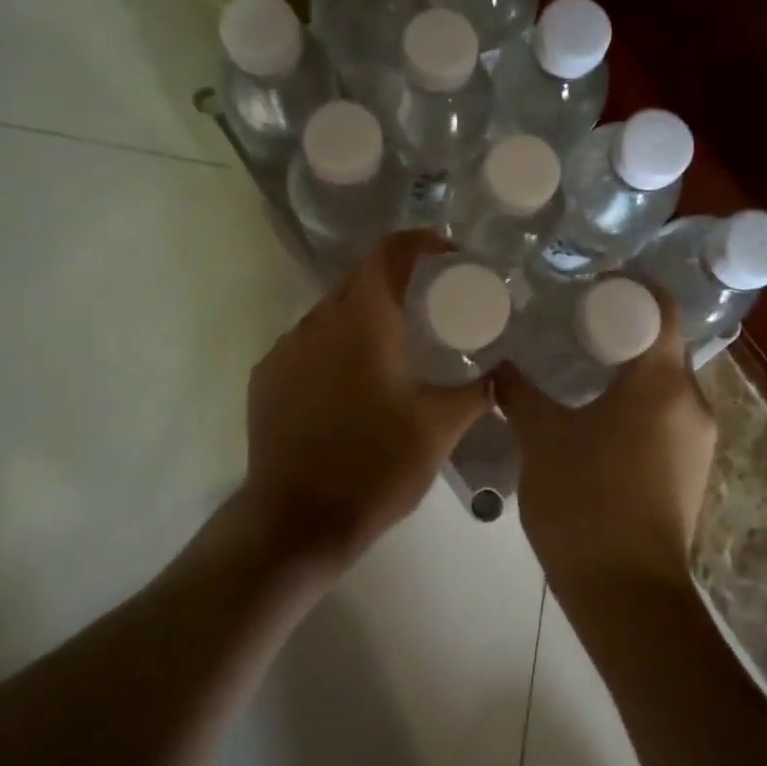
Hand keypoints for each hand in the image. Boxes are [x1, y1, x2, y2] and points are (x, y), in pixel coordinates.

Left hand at [242, 231, 489, 570]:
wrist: (296, 522)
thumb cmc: (375, 468)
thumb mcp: (439, 429)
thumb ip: (476, 392)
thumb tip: (500, 373)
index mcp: (362, 322)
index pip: (388, 253)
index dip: (420, 242)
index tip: (449, 255)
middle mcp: (317, 322)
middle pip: (359, 278)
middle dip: (396, 280)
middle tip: (430, 302)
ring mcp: (285, 349)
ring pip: (331, 312)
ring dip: (364, 315)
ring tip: (394, 344)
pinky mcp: (266, 377)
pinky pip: (306, 343)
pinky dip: (334, 345)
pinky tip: (351, 381)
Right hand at [496, 282, 717, 594]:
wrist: (627, 595)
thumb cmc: (585, 502)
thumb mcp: (542, 439)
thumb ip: (520, 392)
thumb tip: (500, 364)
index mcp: (663, 383)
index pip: (660, 308)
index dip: (628, 288)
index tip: (587, 286)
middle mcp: (693, 403)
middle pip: (662, 344)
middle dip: (620, 329)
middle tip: (571, 324)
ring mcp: (698, 440)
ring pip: (664, 383)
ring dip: (627, 369)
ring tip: (578, 367)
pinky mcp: (691, 470)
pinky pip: (666, 415)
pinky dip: (636, 402)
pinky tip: (596, 415)